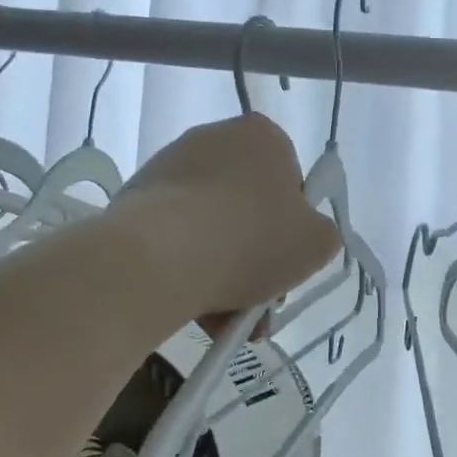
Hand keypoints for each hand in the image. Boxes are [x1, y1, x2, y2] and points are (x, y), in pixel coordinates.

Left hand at [118, 113, 340, 324]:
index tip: (286, 260)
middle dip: (255, 256)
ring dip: (223, 272)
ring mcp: (169, 166)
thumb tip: (304, 237)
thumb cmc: (250, 239)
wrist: (159, 256)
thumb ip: (321, 235)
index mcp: (261, 136)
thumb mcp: (316, 243)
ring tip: (224, 320)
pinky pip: (174, 237)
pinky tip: (193, 307)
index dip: (292, 225)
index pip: (289, 179)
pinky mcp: (135, 197)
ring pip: (210, 227)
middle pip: (247, 206)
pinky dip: (187, 269)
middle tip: (258, 300)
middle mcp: (213, 138)